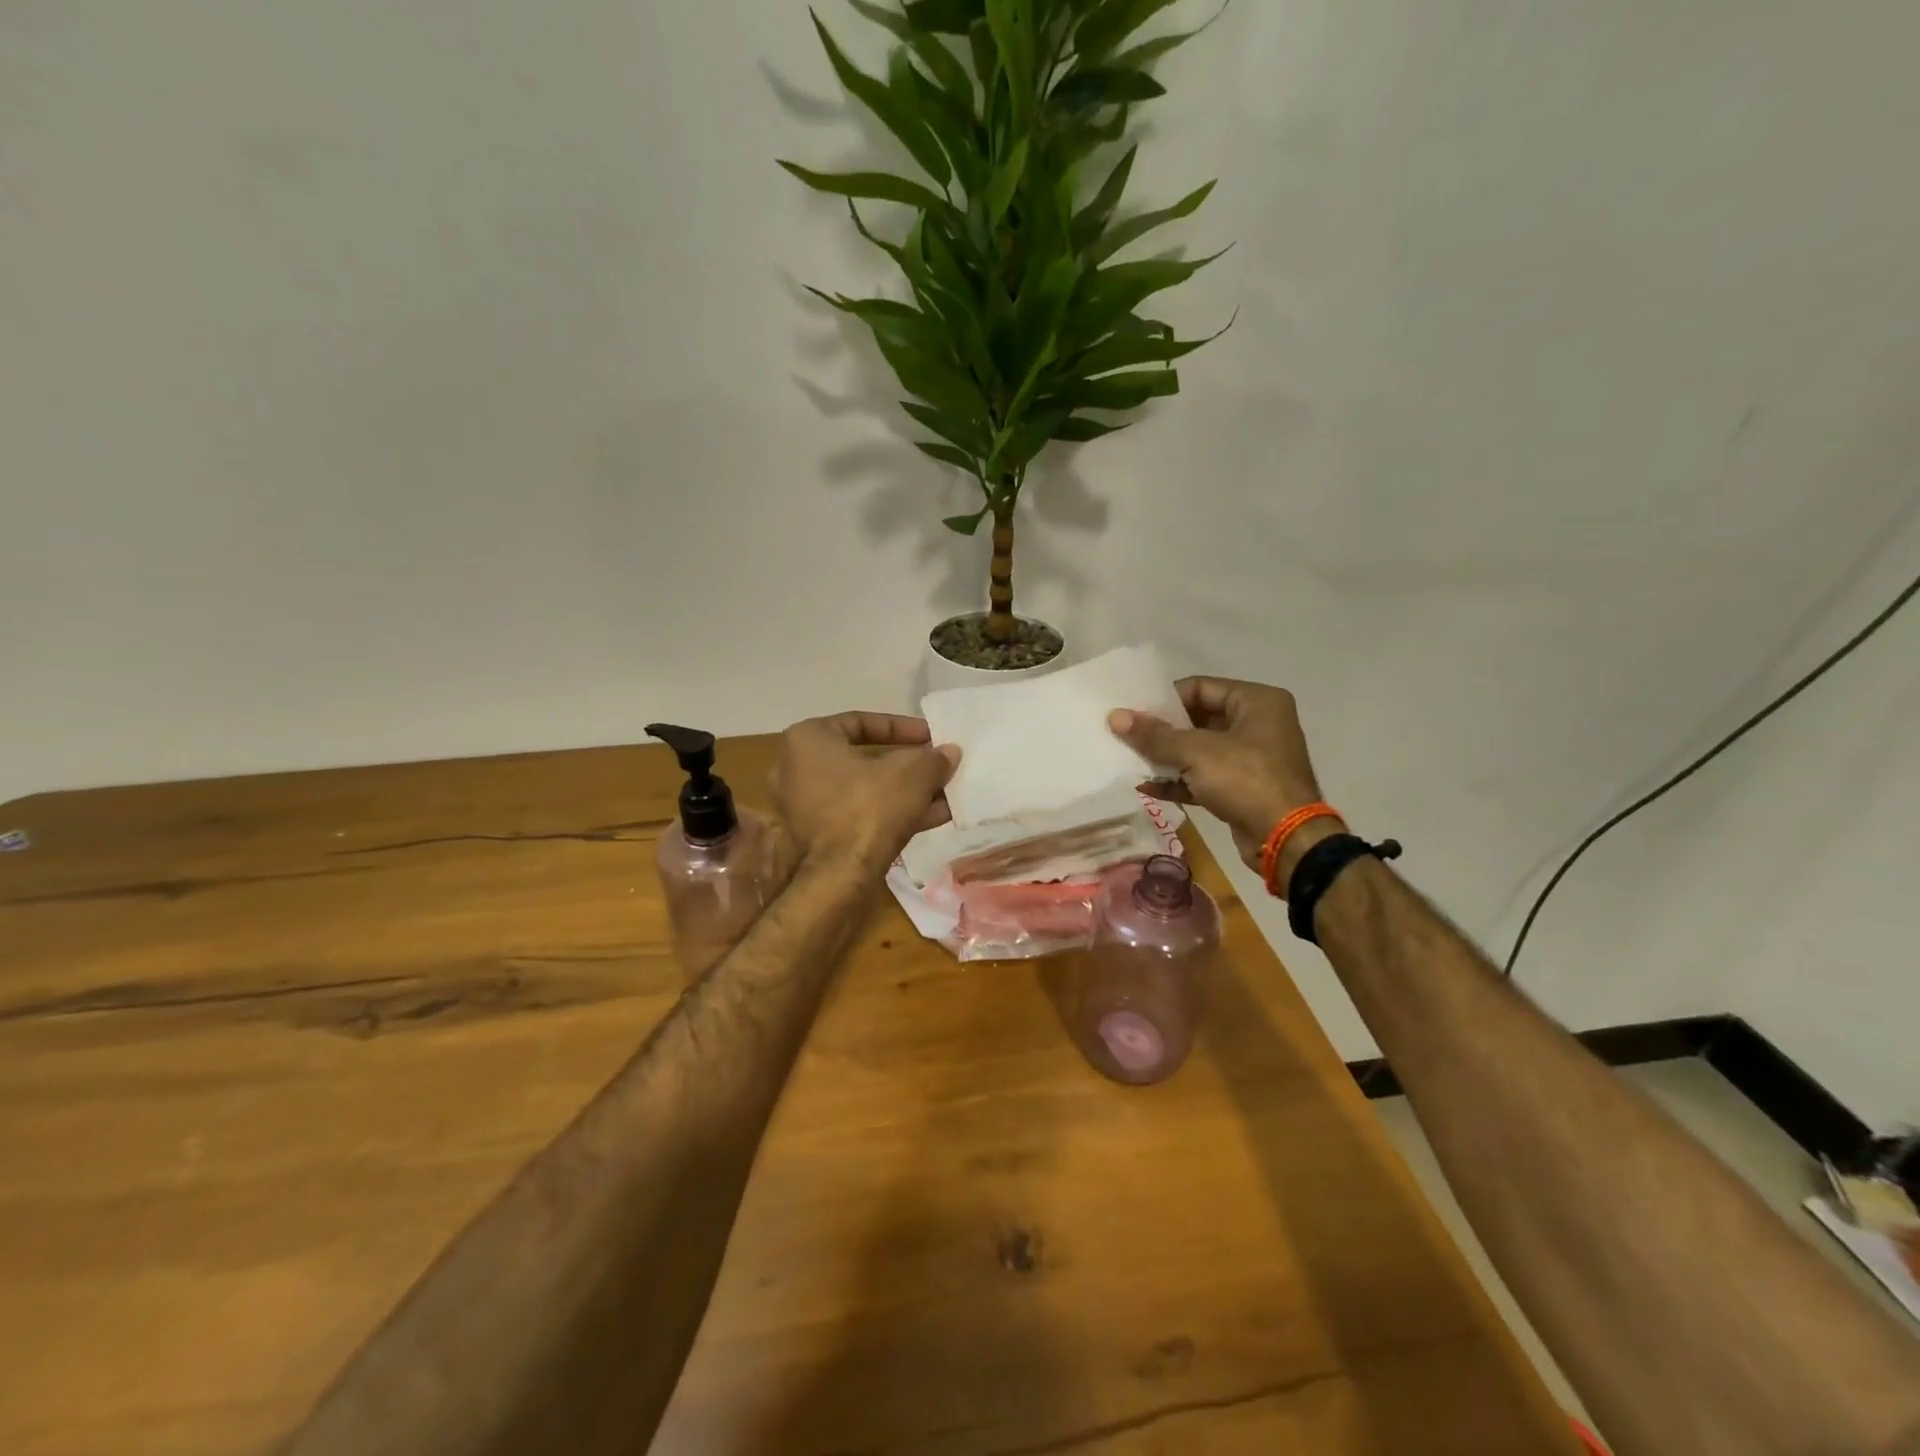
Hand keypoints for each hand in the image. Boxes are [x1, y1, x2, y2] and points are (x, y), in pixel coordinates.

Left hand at [767, 712, 959, 878]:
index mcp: (807, 739)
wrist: (838, 877)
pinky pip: (858, 814)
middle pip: (864, 759)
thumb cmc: (869, 808)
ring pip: (864, 790)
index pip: (861, 722)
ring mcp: (802, 806)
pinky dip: (890, 813)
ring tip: (944, 794)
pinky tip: (932, 817)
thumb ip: (933, 759)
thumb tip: (950, 753)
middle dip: (907, 765)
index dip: (902, 728)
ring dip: (904, 792)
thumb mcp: (912, 775)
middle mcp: (796, 769)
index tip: (930, 737)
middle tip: (936, 767)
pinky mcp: (815, 838)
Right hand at [1109, 677, 1339, 886]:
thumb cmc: (1246, 780)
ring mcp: (1252, 758)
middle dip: (1162, 730)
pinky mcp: (1243, 788)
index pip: (1200, 687)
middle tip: (1127, 735)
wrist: (1286, 839)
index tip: (1133, 712)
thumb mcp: (1195, 753)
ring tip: (1130, 759)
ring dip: (1167, 757)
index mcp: (1257, 701)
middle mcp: (1258, 724)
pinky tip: (1147, 786)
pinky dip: (1179, 780)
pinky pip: (1205, 776)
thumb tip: (1115, 717)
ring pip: (1200, 750)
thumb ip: (1154, 735)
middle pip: (1198, 718)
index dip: (1165, 699)